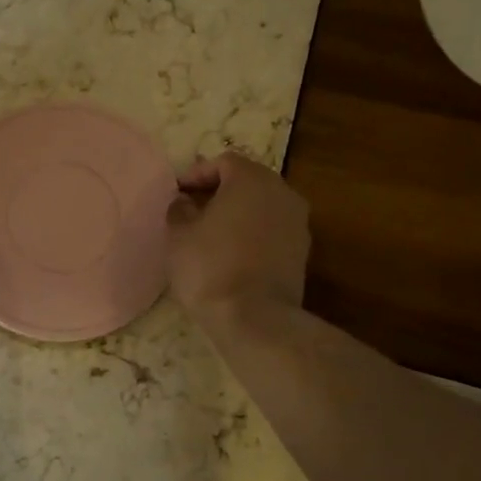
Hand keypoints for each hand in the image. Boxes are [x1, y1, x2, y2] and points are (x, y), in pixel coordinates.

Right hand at [167, 152, 309, 325]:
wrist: (255, 318)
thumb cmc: (210, 268)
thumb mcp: (179, 236)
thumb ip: (179, 210)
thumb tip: (184, 202)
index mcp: (251, 179)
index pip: (223, 162)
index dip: (197, 174)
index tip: (177, 192)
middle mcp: (282, 192)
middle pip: (247, 181)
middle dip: (219, 191)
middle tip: (193, 209)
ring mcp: (298, 222)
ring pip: (262, 206)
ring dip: (238, 213)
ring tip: (211, 233)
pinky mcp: (302, 251)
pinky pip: (272, 230)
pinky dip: (253, 233)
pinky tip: (232, 254)